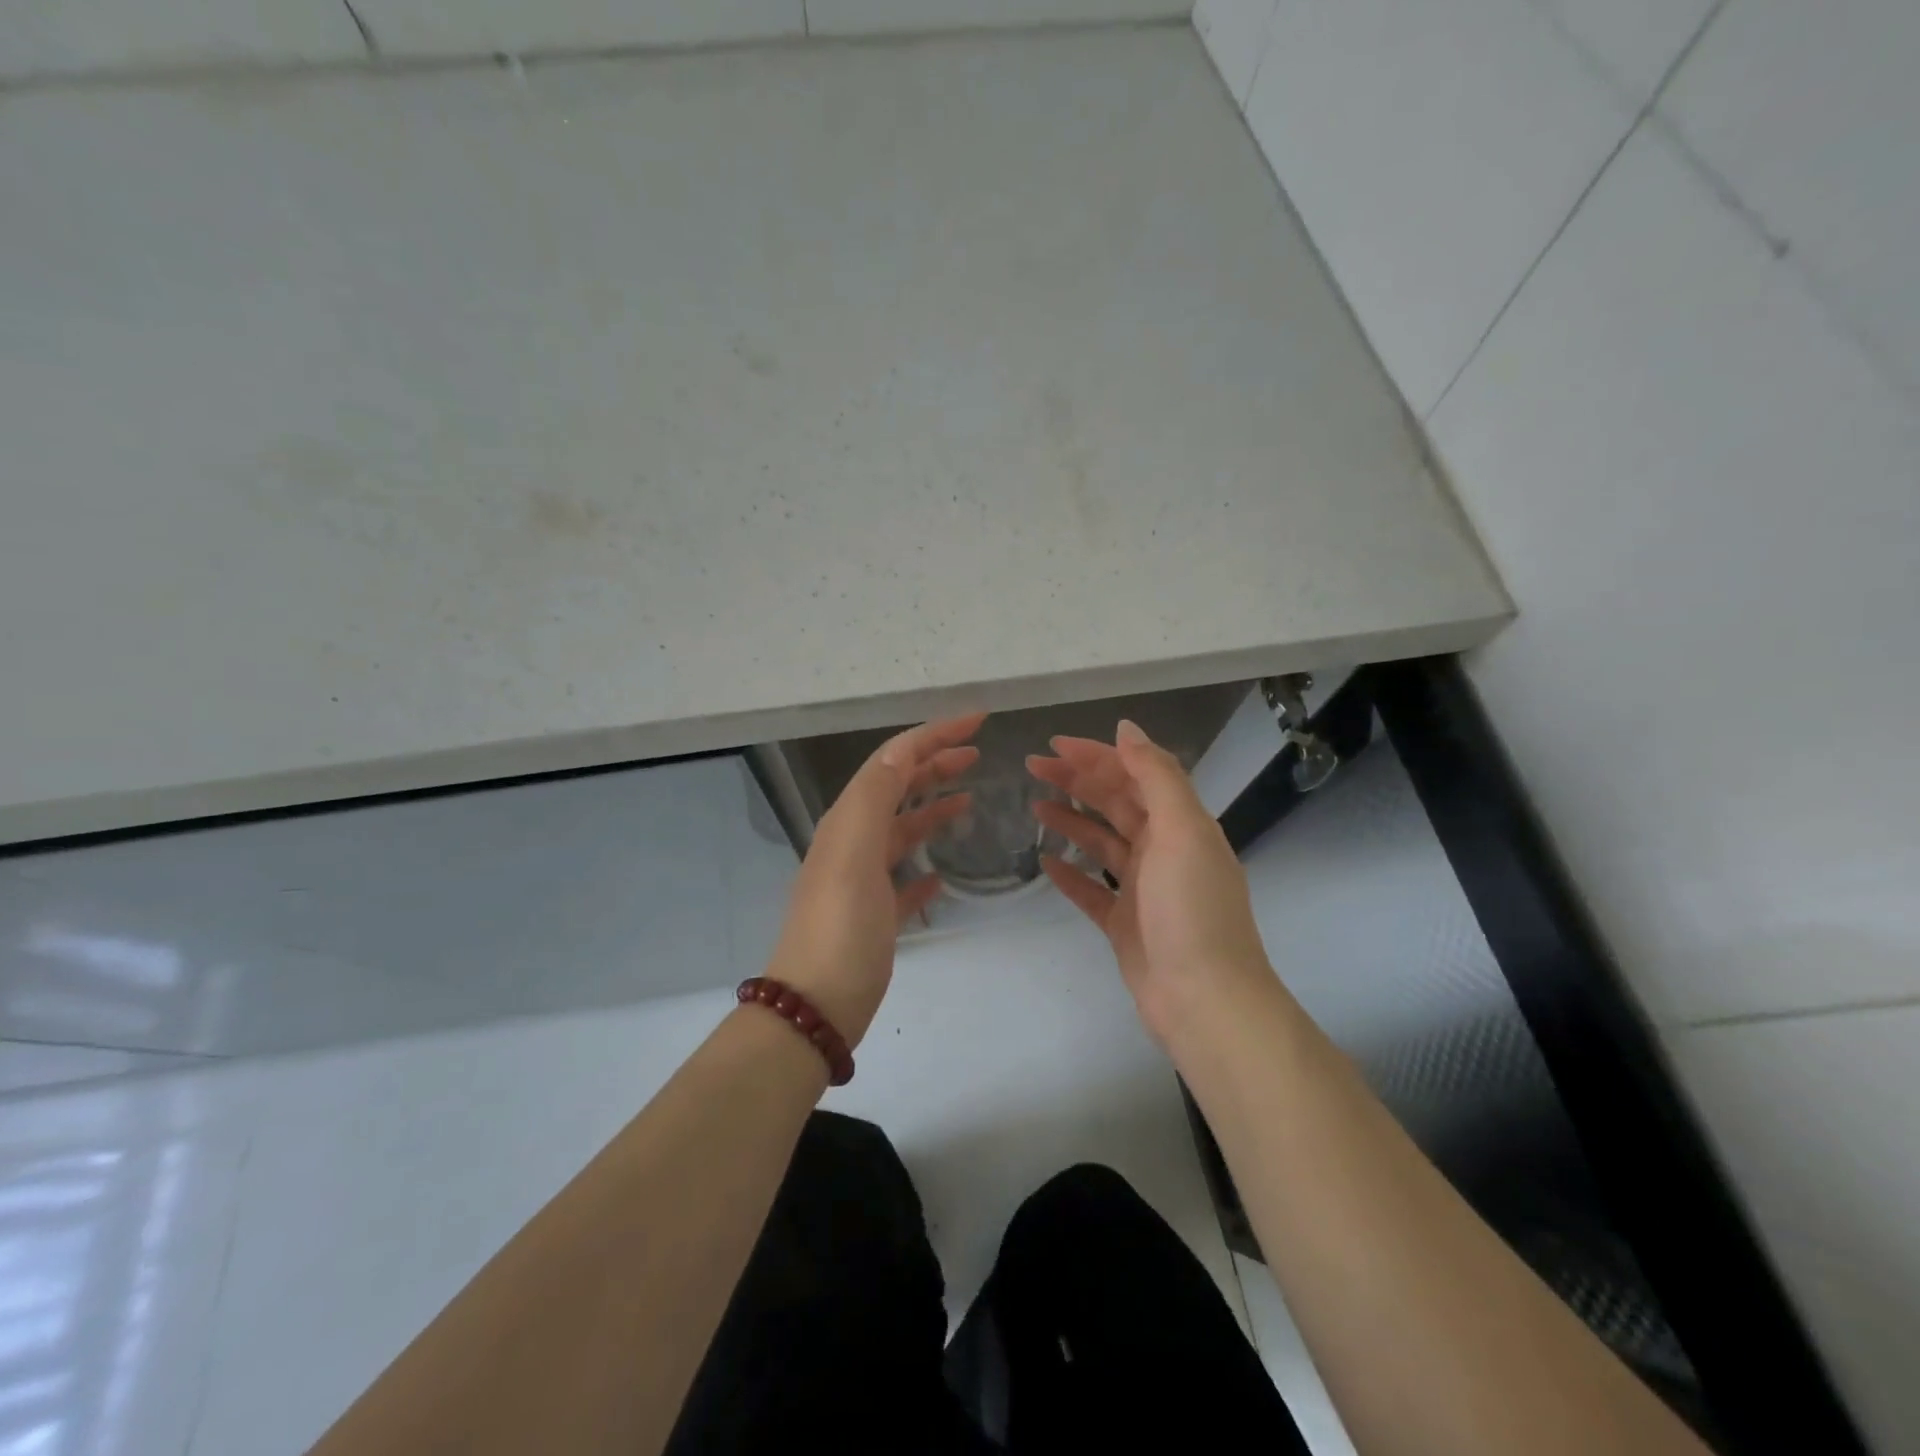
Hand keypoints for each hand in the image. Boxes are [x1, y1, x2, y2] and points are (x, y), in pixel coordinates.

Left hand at [764, 713, 984, 1046]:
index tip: (978, 721)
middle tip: (977, 754)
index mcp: (849, 820)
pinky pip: (903, 878)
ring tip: (968, 800)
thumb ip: (876, 799)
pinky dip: (924, 866)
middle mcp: (853, 841)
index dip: (933, 735)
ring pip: (902, 830)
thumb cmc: (841, 928)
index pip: (893, 760)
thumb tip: (901, 751)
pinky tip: (942, 873)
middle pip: (897, 788)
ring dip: (932, 808)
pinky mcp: (875, 915)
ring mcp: (862, 879)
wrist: (815, 1007)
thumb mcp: (856, 854)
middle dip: (934, 764)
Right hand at [1028, 720, 1272, 1045]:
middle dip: (1076, 781)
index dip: (1096, 756)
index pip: (1134, 775)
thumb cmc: (1191, 908)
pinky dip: (1070, 874)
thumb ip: (1156, 776)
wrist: (1204, 999)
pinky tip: (1044, 862)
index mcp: (1180, 824)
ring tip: (1034, 806)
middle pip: (1114, 803)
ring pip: (1100, 842)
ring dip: (1070, 820)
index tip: (1055, 745)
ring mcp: (1142, 889)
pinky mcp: (1124, 924)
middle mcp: (1163, 850)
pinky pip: (1091, 890)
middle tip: (1033, 767)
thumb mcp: (1181, 830)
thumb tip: (1127, 729)